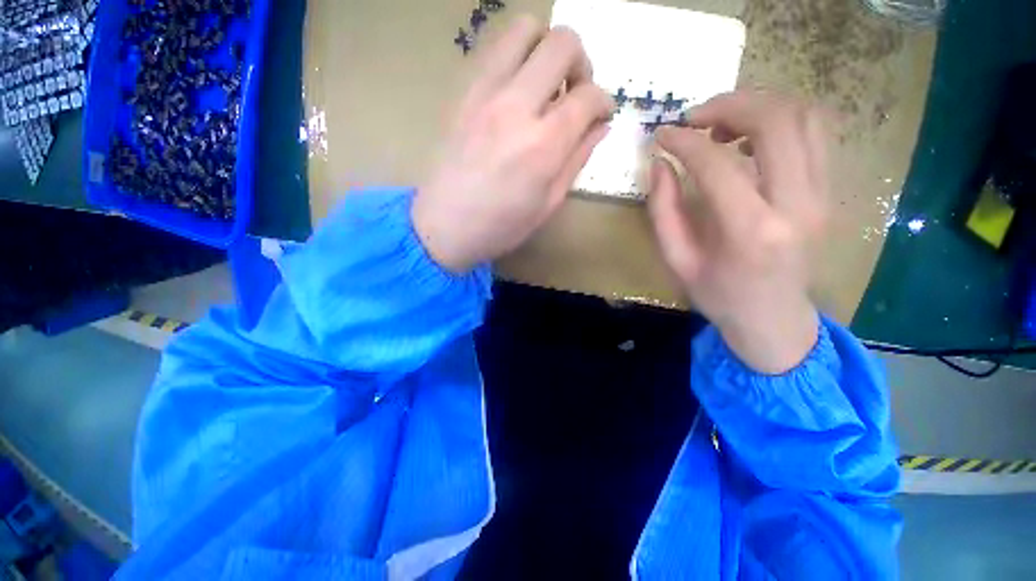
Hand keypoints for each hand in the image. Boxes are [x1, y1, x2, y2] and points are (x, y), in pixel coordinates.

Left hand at [413, 17, 612, 272]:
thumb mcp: (548, 204)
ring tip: (545, 85)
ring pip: (525, 29)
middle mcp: (516, 106)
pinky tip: (516, 91)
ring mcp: (484, 93)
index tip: (601, 115)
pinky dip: (516, 58)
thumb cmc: (500, 226)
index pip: (589, 96)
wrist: (443, 226)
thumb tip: (600, 126)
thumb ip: (577, 159)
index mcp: (543, 145)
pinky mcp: (463, 92)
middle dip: (581, 63)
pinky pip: (495, 49)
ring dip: (546, 49)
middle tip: (574, 93)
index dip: (604, 101)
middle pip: (563, 43)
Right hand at [649, 92, 827, 374]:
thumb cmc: (718, 295)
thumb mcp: (676, 259)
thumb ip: (663, 210)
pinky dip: (780, 119)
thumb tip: (660, 163)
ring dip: (758, 106)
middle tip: (694, 116)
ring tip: (720, 122)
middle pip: (776, 122)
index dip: (685, 141)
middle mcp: (797, 204)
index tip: (663, 134)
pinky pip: (815, 133)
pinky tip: (749, 135)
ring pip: (804, 117)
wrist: (772, 318)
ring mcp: (822, 194)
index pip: (718, 163)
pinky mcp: (828, 191)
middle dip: (730, 105)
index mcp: (750, 231)